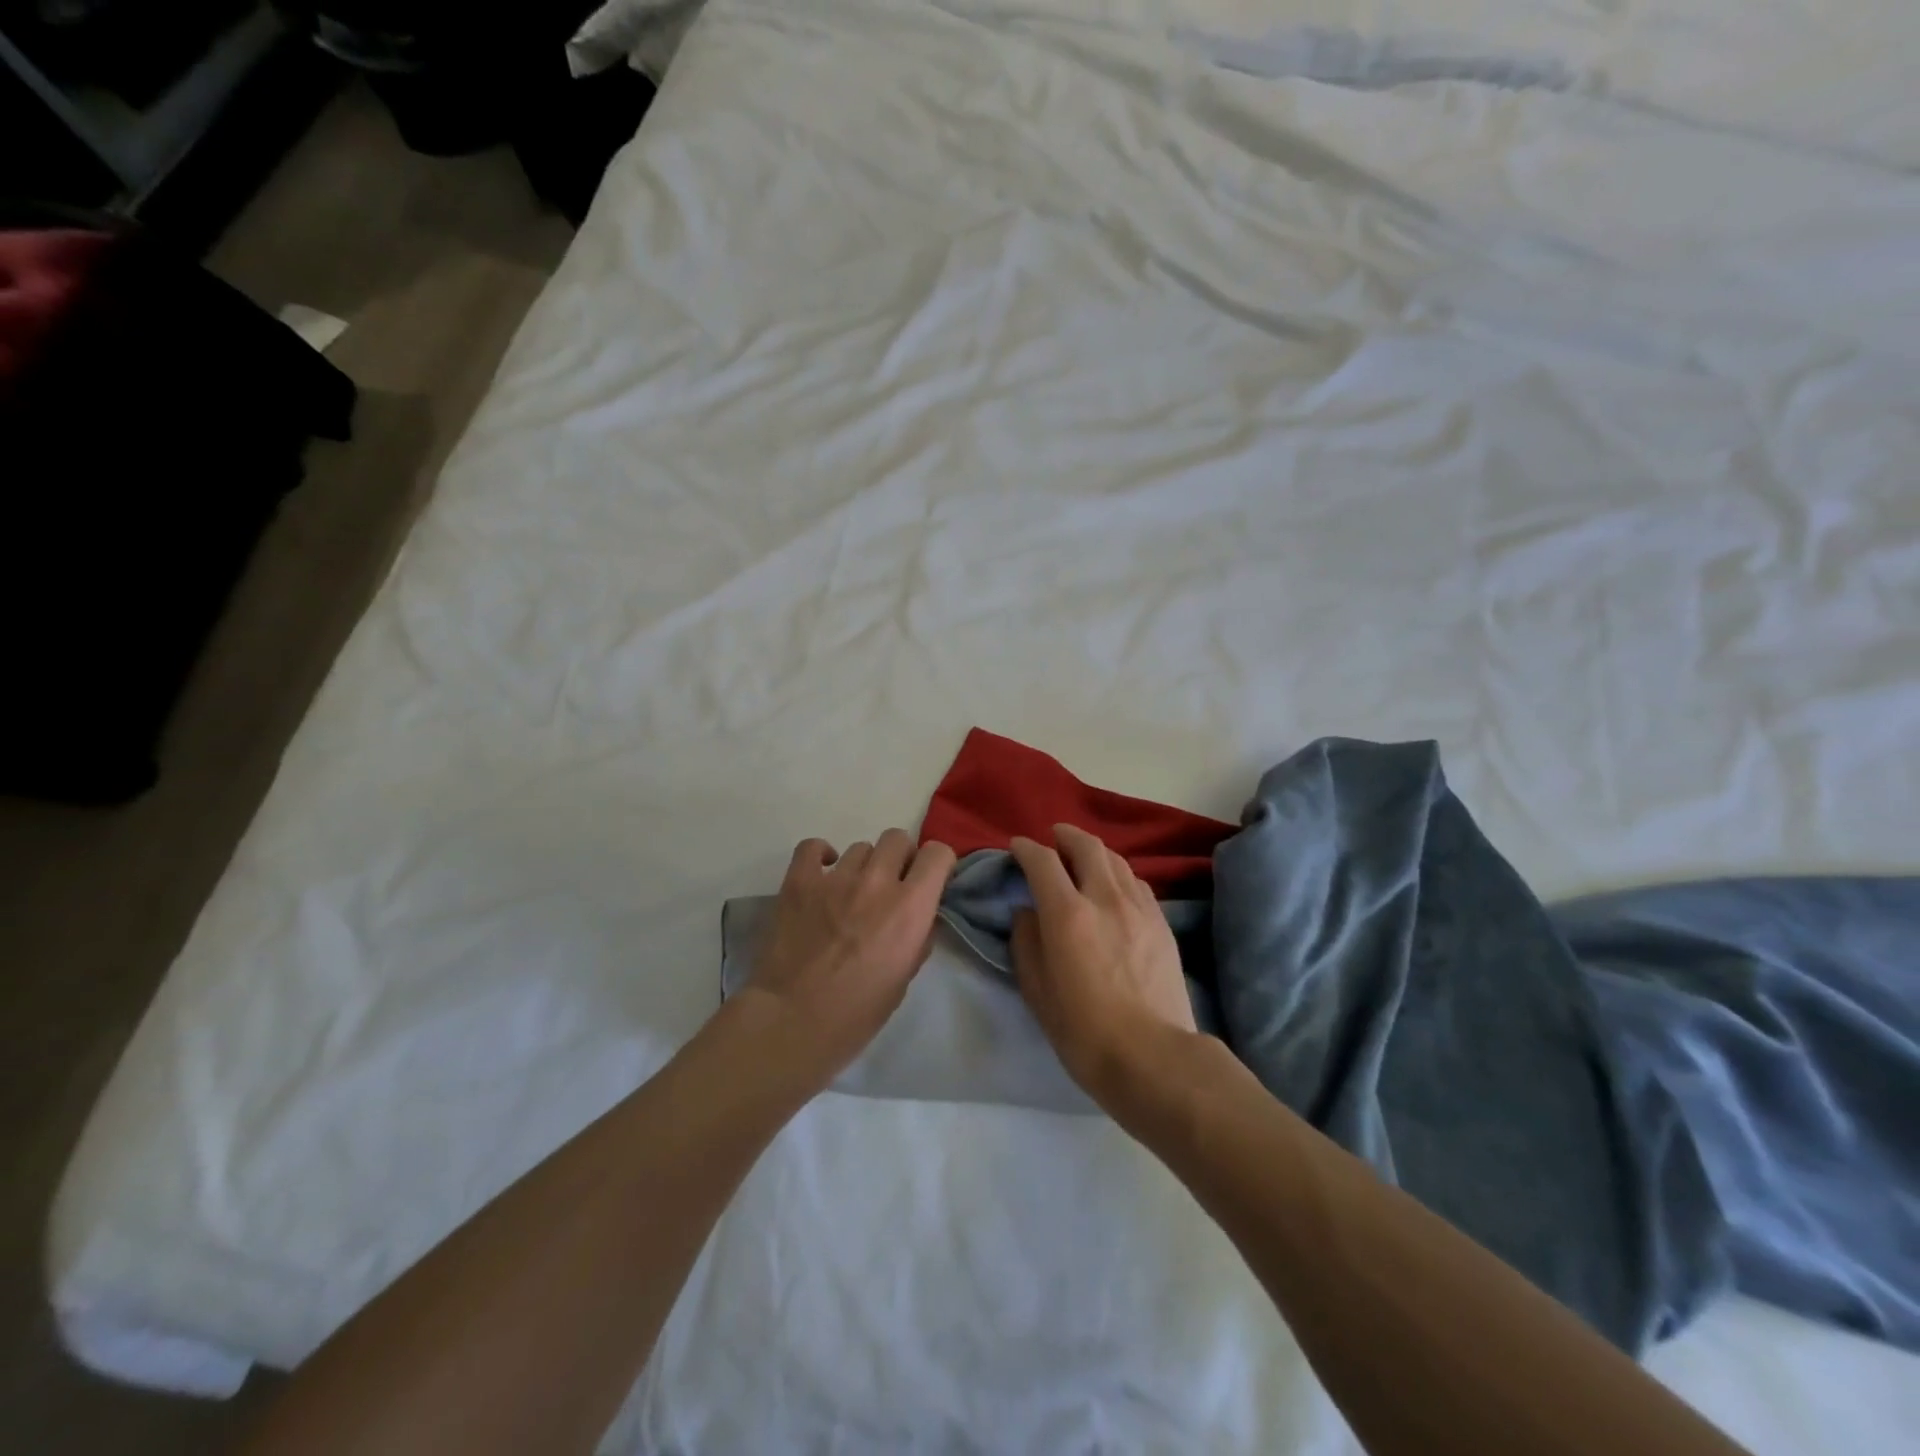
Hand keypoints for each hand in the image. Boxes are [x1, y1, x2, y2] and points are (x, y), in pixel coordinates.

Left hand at [742, 829, 957, 1083]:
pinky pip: (812, 847)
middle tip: (890, 886)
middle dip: (900, 858)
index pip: (938, 853)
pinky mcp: (799, 881)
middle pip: (897, 839)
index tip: (930, 880)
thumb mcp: (904, 978)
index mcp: (910, 907)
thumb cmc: (856, 1013)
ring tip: (850, 893)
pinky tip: (822, 874)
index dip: (937, 864)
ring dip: (863, 866)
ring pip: (860, 847)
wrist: (792, 1022)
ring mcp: (835, 878)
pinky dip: (820, 855)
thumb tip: (919, 916)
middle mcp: (877, 882)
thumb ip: (917, 936)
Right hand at [1009, 824, 1197, 1101]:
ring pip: (1116, 860)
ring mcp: (1139, 908)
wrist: (1152, 1056)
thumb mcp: (1037, 990)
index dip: (1026, 848)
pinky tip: (1114, 888)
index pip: (1042, 861)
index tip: (1016, 847)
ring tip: (1083, 858)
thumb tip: (1027, 913)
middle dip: (1065, 835)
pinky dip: (1118, 874)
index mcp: (1067, 914)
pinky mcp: (1162, 923)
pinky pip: (1137, 883)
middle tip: (1053, 838)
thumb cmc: (1083, 1031)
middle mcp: (1104, 898)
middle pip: (1086, 846)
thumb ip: (1026, 942)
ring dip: (1094, 851)